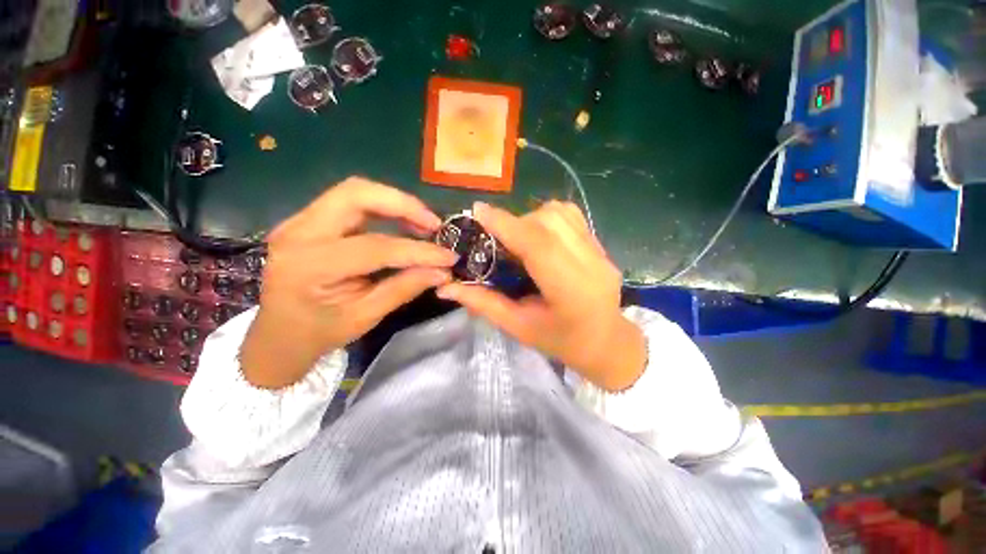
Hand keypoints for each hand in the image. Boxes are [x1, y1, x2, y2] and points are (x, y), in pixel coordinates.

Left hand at [240, 178, 457, 388]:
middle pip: (357, 194)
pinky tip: (402, 225)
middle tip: (434, 225)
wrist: (277, 334)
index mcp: (310, 266)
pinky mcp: (309, 220)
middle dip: (404, 205)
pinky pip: (351, 202)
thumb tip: (442, 272)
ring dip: (396, 204)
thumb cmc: (319, 332)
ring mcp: (299, 221)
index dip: (418, 251)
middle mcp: (298, 232)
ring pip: (355, 192)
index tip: (449, 256)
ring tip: (424, 225)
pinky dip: (383, 208)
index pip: (375, 247)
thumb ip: (404, 288)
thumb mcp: (365, 317)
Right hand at [437, 201, 645, 391]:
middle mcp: (591, 265)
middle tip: (498, 238)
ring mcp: (600, 252)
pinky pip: (571, 216)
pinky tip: (539, 236)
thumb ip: (483, 303)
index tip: (478, 211)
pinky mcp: (601, 245)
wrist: (606, 342)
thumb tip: (446, 287)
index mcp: (571, 292)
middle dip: (515, 222)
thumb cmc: (560, 341)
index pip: (539, 246)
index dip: (507, 224)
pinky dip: (547, 217)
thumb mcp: (518, 328)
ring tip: (519, 239)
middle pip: (549, 222)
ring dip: (531, 218)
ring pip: (561, 213)